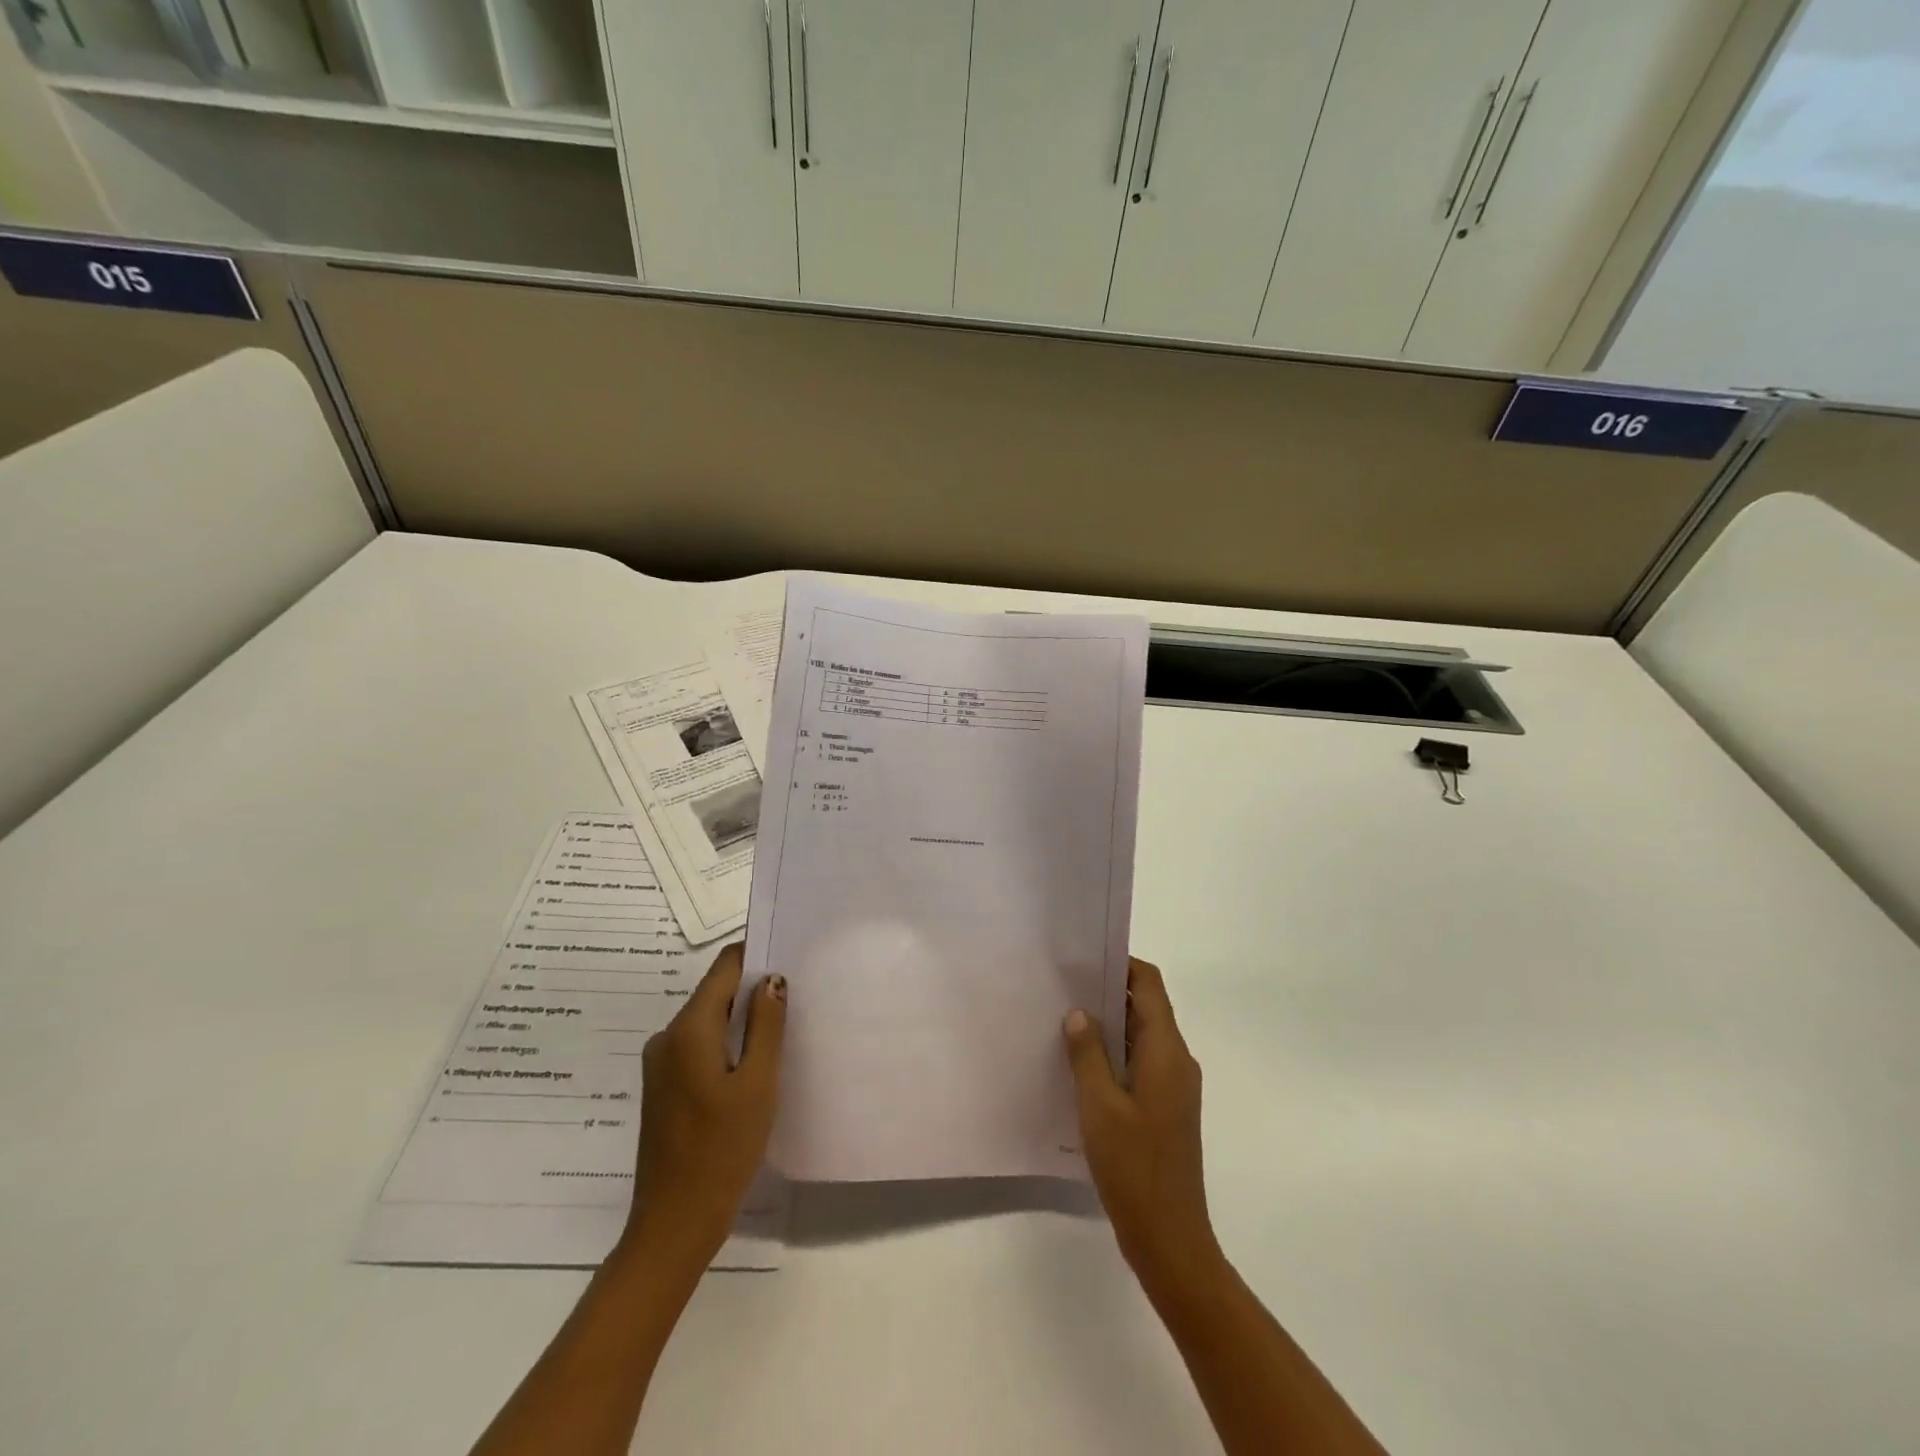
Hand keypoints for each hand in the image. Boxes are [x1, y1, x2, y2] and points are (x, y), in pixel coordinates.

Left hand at [624, 943, 785, 1261]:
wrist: (673, 1225)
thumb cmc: (721, 1151)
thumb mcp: (757, 1084)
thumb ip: (766, 1026)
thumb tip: (772, 978)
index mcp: (687, 1029)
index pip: (724, 967)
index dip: (756, 954)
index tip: (791, 954)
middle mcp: (667, 1037)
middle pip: (715, 993)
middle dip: (754, 989)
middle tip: (799, 994)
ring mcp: (662, 1064)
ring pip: (709, 1021)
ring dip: (743, 1020)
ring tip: (784, 1027)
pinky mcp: (665, 1088)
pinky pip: (700, 1047)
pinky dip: (728, 1045)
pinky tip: (756, 1064)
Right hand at [1063, 958, 1222, 1297]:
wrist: (1172, 1241)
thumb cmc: (1135, 1168)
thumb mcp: (1099, 1107)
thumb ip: (1088, 1053)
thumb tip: (1079, 1012)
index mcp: (1167, 1052)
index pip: (1149, 985)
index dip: (1121, 964)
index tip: (1083, 960)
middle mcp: (1177, 1061)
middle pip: (1146, 1008)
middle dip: (1108, 993)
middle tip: (1063, 987)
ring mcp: (1174, 1087)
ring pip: (1141, 1038)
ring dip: (1109, 1026)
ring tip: (1064, 1021)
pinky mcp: (1166, 1109)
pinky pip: (1140, 1064)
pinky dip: (1114, 1055)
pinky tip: (1079, 1066)